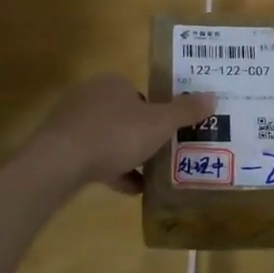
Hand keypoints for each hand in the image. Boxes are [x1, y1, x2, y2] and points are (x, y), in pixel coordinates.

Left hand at [24, 74, 216, 194]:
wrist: (60, 162)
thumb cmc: (115, 134)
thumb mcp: (159, 124)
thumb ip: (186, 111)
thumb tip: (214, 96)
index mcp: (114, 83)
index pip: (141, 94)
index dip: (157, 113)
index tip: (168, 134)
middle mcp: (90, 95)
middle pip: (124, 115)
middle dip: (142, 135)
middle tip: (161, 154)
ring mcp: (71, 121)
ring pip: (107, 137)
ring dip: (126, 154)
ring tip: (149, 176)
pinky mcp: (60, 146)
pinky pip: (92, 156)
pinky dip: (111, 170)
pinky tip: (130, 189)